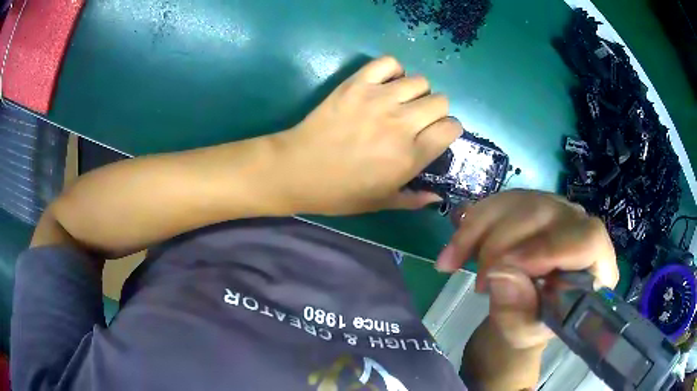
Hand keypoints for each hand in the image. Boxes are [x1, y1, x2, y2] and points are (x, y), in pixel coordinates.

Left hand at [277, 56, 461, 214]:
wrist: (297, 170)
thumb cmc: (339, 192)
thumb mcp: (380, 203)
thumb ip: (413, 200)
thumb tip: (438, 197)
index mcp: (410, 155)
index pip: (451, 127)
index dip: (448, 131)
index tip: (436, 135)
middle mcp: (401, 123)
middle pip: (440, 100)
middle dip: (435, 111)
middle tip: (417, 120)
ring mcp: (378, 99)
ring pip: (419, 81)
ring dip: (415, 91)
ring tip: (400, 102)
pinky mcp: (357, 84)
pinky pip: (388, 63)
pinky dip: (392, 70)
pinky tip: (384, 84)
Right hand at [438, 190, 618, 349]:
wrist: (521, 312)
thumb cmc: (530, 326)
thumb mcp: (522, 333)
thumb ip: (517, 312)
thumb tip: (499, 274)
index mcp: (596, 266)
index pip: (588, 240)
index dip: (550, 248)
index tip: (507, 268)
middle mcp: (581, 228)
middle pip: (546, 213)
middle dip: (502, 246)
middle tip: (478, 283)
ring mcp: (556, 211)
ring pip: (517, 201)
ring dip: (478, 231)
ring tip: (454, 264)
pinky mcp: (531, 204)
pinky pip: (499, 201)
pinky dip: (471, 222)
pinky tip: (455, 246)